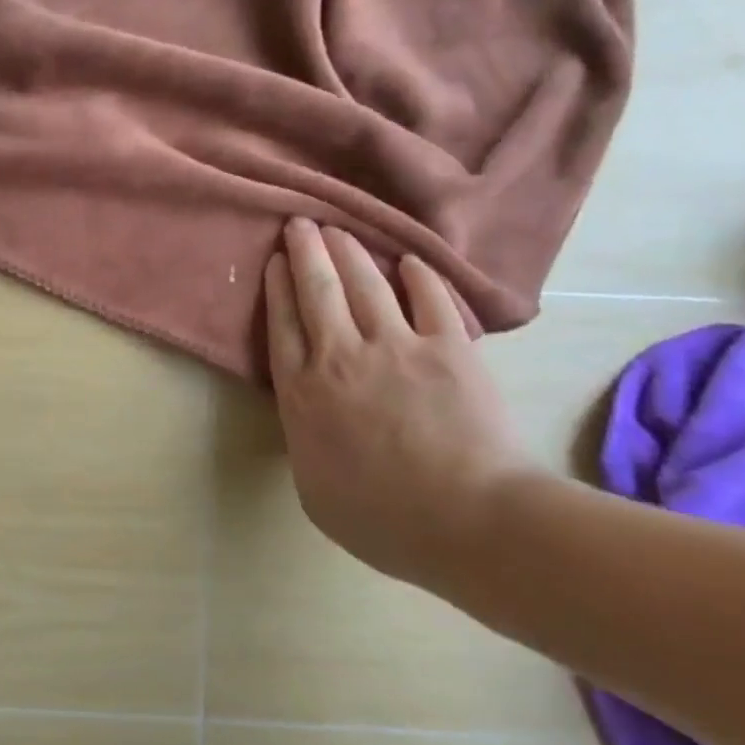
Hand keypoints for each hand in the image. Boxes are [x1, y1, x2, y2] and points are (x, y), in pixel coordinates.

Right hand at [264, 219, 535, 585]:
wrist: (469, 522)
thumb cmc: (383, 520)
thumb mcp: (314, 492)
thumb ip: (304, 441)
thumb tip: (309, 414)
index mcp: (304, 393)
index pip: (283, 325)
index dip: (277, 288)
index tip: (274, 261)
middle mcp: (341, 357)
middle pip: (317, 291)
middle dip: (305, 252)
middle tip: (300, 223)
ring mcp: (396, 347)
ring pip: (365, 284)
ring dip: (350, 251)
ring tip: (340, 228)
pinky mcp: (448, 348)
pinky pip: (430, 299)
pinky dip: (418, 276)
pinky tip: (409, 260)